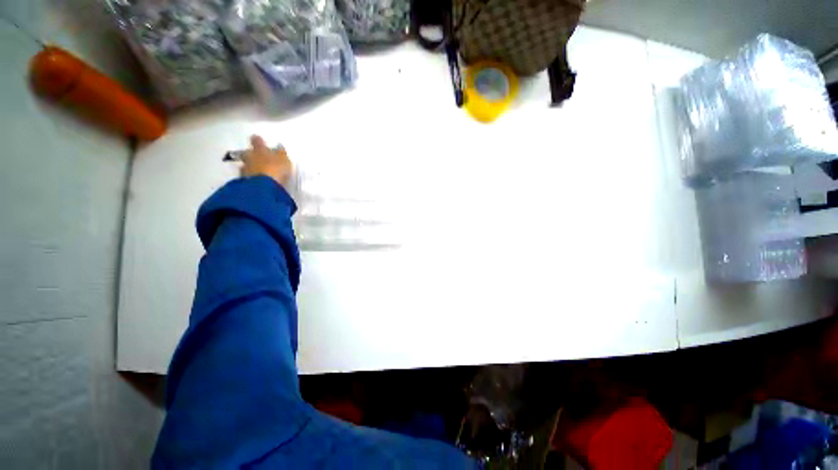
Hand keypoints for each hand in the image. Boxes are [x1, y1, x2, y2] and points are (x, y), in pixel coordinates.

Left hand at [241, 135, 292, 187]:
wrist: (264, 185)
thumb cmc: (276, 168)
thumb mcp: (284, 160)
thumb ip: (281, 153)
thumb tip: (279, 147)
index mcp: (259, 149)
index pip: (257, 141)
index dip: (258, 140)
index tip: (259, 139)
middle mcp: (249, 157)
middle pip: (247, 153)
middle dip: (251, 155)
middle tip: (258, 158)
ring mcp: (245, 169)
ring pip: (245, 165)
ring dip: (250, 167)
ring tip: (258, 172)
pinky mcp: (244, 181)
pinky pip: (247, 177)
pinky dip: (251, 178)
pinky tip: (257, 181)